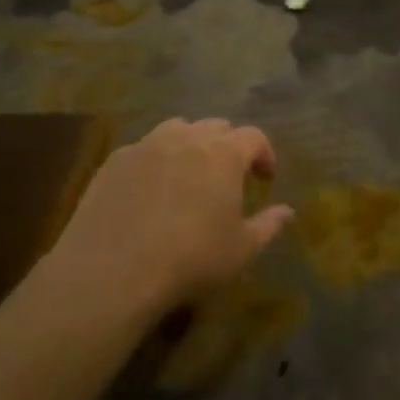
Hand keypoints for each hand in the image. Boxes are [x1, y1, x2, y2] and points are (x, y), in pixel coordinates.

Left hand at [44, 118, 292, 319]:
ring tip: (189, 174)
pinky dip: (156, 160)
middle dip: (228, 146)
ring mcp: (146, 145)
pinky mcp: (114, 162)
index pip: (254, 136)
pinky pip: (143, 149)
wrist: (111, 272)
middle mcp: (187, 138)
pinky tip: (150, 190)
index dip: (264, 153)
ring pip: (177, 130)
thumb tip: (288, 212)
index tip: (265, 178)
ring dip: (191, 145)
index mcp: (224, 153)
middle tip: (229, 176)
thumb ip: (269, 225)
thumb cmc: (190, 259)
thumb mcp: (241, 250)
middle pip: (216, 126)